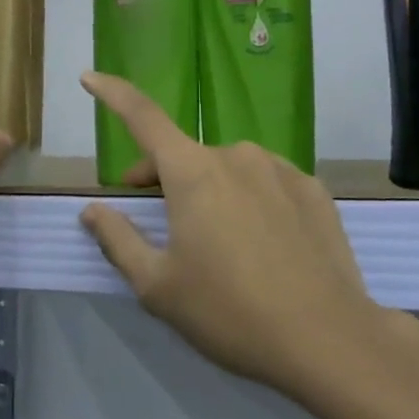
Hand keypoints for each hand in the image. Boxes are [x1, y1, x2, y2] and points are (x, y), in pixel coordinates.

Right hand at [78, 72, 388, 398]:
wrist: (329, 341)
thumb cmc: (229, 312)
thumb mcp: (158, 286)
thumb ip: (118, 240)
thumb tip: (92, 210)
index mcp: (192, 171)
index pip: (142, 117)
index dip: (112, 93)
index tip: (89, 77)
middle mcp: (236, 156)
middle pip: (184, 155)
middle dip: (160, 177)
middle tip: (155, 218)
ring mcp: (281, 169)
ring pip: (227, 169)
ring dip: (209, 189)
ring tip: (217, 241)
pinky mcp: (314, 191)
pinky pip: (266, 183)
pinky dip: (249, 199)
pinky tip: (260, 244)